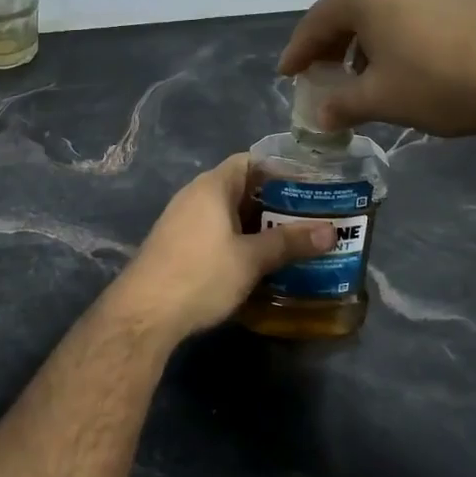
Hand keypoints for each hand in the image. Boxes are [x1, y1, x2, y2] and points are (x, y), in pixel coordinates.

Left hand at [112, 154, 334, 340]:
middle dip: (276, 202)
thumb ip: (290, 242)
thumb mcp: (251, 259)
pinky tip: (260, 261)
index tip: (311, 184)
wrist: (143, 315)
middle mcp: (195, 196)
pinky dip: (240, 240)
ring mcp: (183, 221)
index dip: (281, 169)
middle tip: (312, 216)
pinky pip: (217, 233)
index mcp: (212, 186)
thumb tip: (332, 232)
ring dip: (258, 225)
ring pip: (229, 214)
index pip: (251, 161)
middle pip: (242, 188)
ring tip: (294, 239)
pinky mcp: (178, 246)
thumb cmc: (200, 275)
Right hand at [280, 0, 475, 137]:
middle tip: (321, 74)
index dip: (298, 51)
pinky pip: (411, 10)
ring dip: (364, 41)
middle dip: (331, 44)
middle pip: (348, 10)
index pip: (315, 21)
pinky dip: (395, 35)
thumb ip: (341, 104)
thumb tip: (321, 115)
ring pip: (381, 10)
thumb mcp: (380, 99)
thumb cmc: (436, 82)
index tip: (286, 74)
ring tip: (363, 74)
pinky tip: (404, 63)